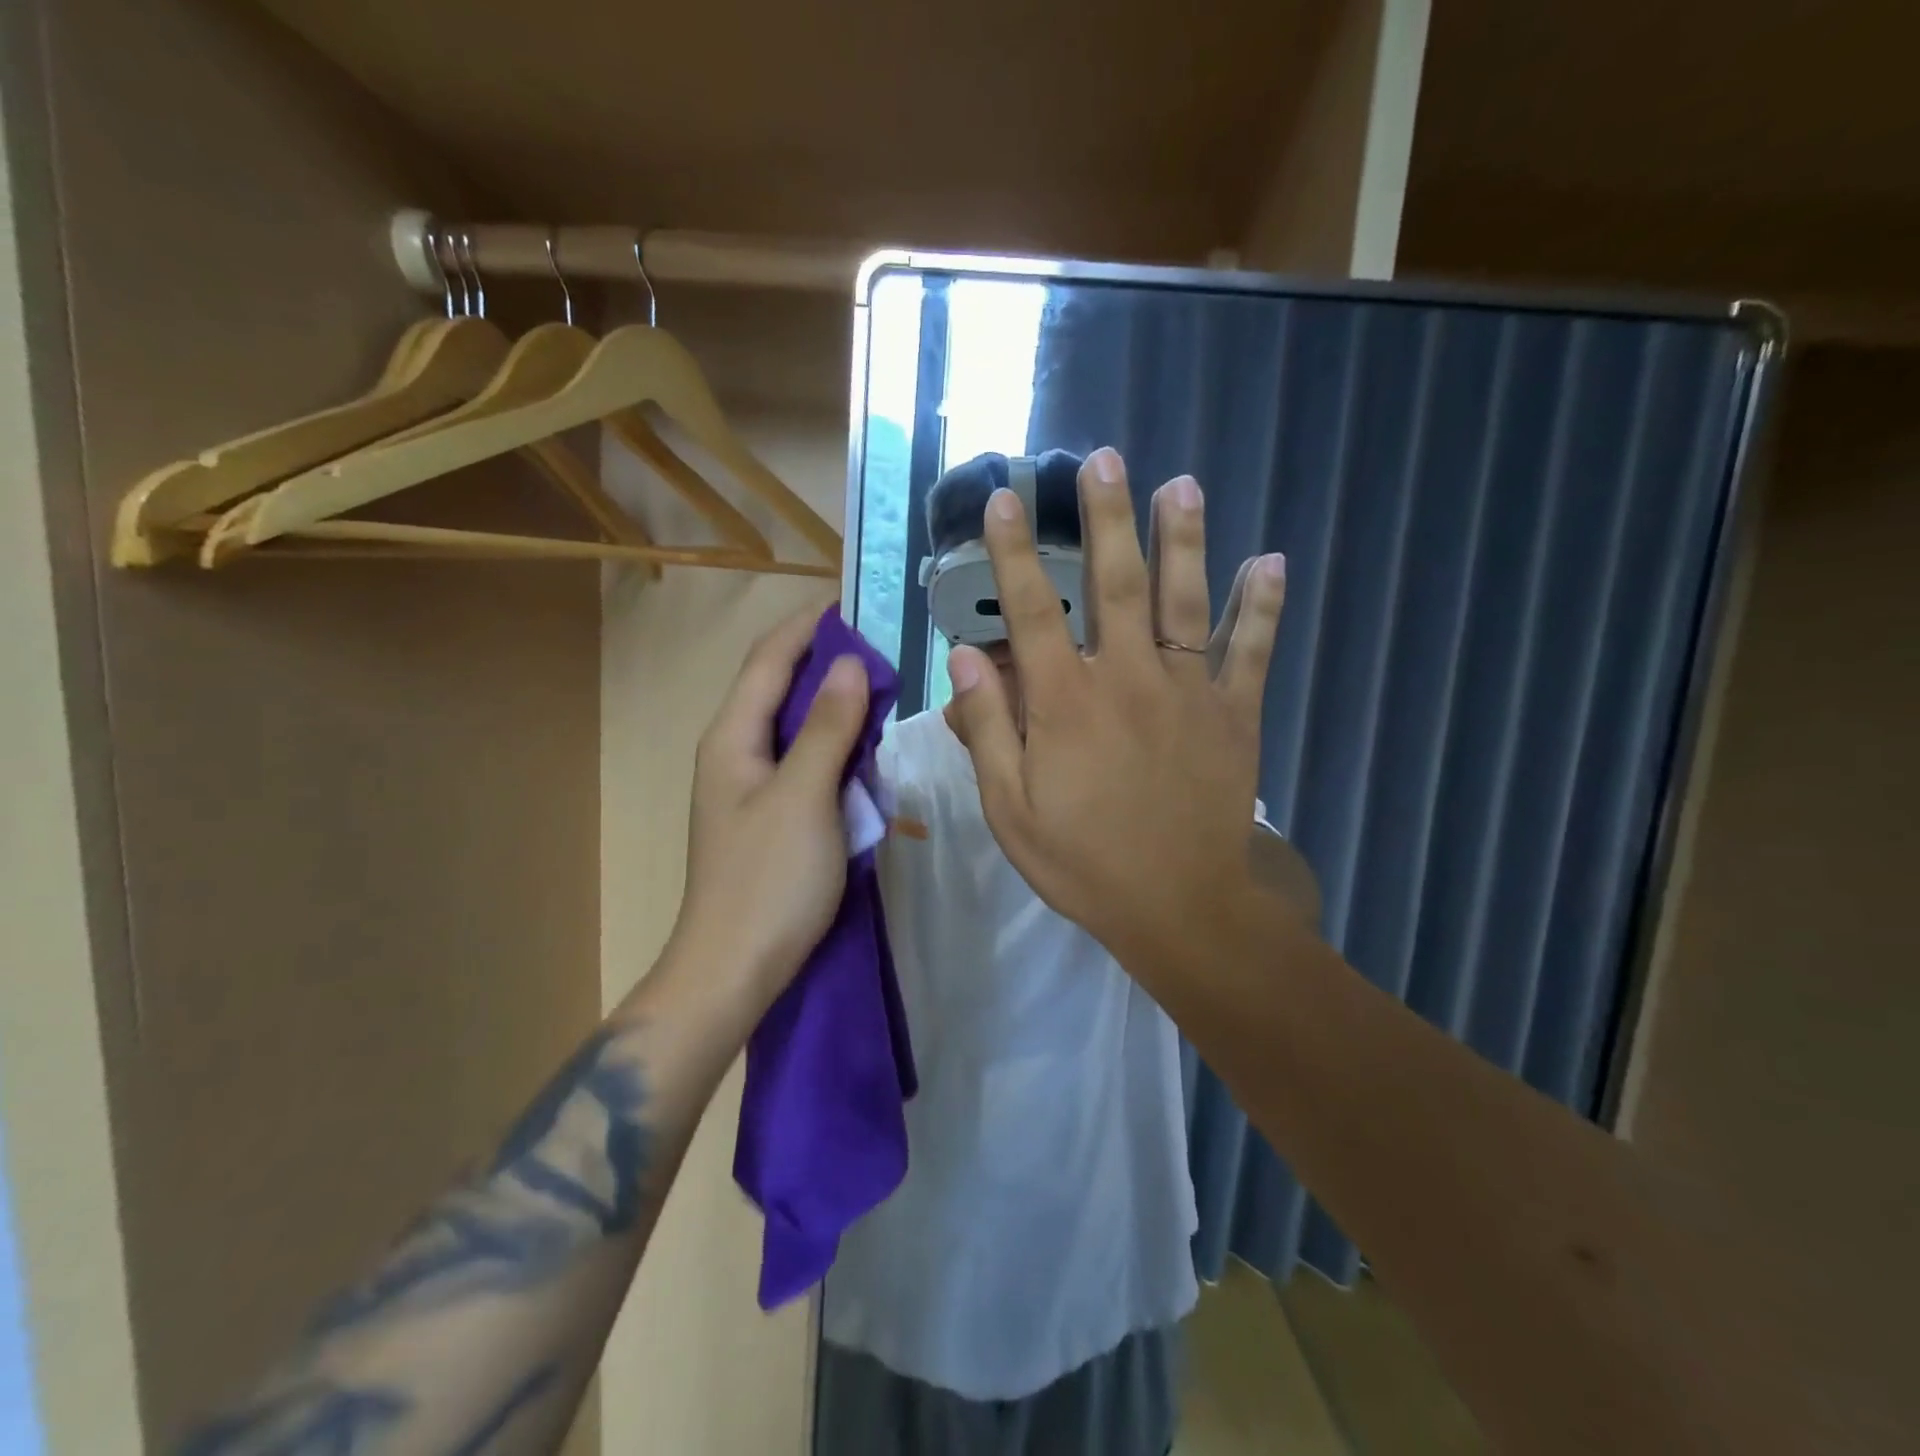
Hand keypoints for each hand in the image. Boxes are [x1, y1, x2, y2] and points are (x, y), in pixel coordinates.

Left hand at [671, 602, 872, 1010]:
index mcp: (732, 738)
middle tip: (884, 651)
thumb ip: (827, 727)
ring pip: (795, 727)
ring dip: (835, 707)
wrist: (734, 969)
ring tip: (882, 693)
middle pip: (780, 688)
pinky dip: (835, 748)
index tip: (854, 605)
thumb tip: (849, 664)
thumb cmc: (769, 880)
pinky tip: (865, 753)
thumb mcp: (805, 795)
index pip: (769, 660)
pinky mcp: (770, 816)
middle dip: (827, 663)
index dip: (807, 627)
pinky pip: (805, 764)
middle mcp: (735, 752)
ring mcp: (751, 787)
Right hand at [943, 447, 1286, 970]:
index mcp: (1066, 704)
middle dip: (1108, 518)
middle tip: (1106, 459)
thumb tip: (965, 657)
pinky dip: (1262, 608)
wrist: (1182, 909)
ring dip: (1184, 539)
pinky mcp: (1235, 715)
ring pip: (1186, 602)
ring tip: (1183, 484)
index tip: (1006, 500)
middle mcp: (1127, 680)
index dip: (1014, 553)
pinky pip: (1252, 652)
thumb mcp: (1011, 812)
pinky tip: (1271, 562)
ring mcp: (1189, 693)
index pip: (1031, 612)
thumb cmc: (1085, 864)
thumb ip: (986, 731)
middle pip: (1117, 584)